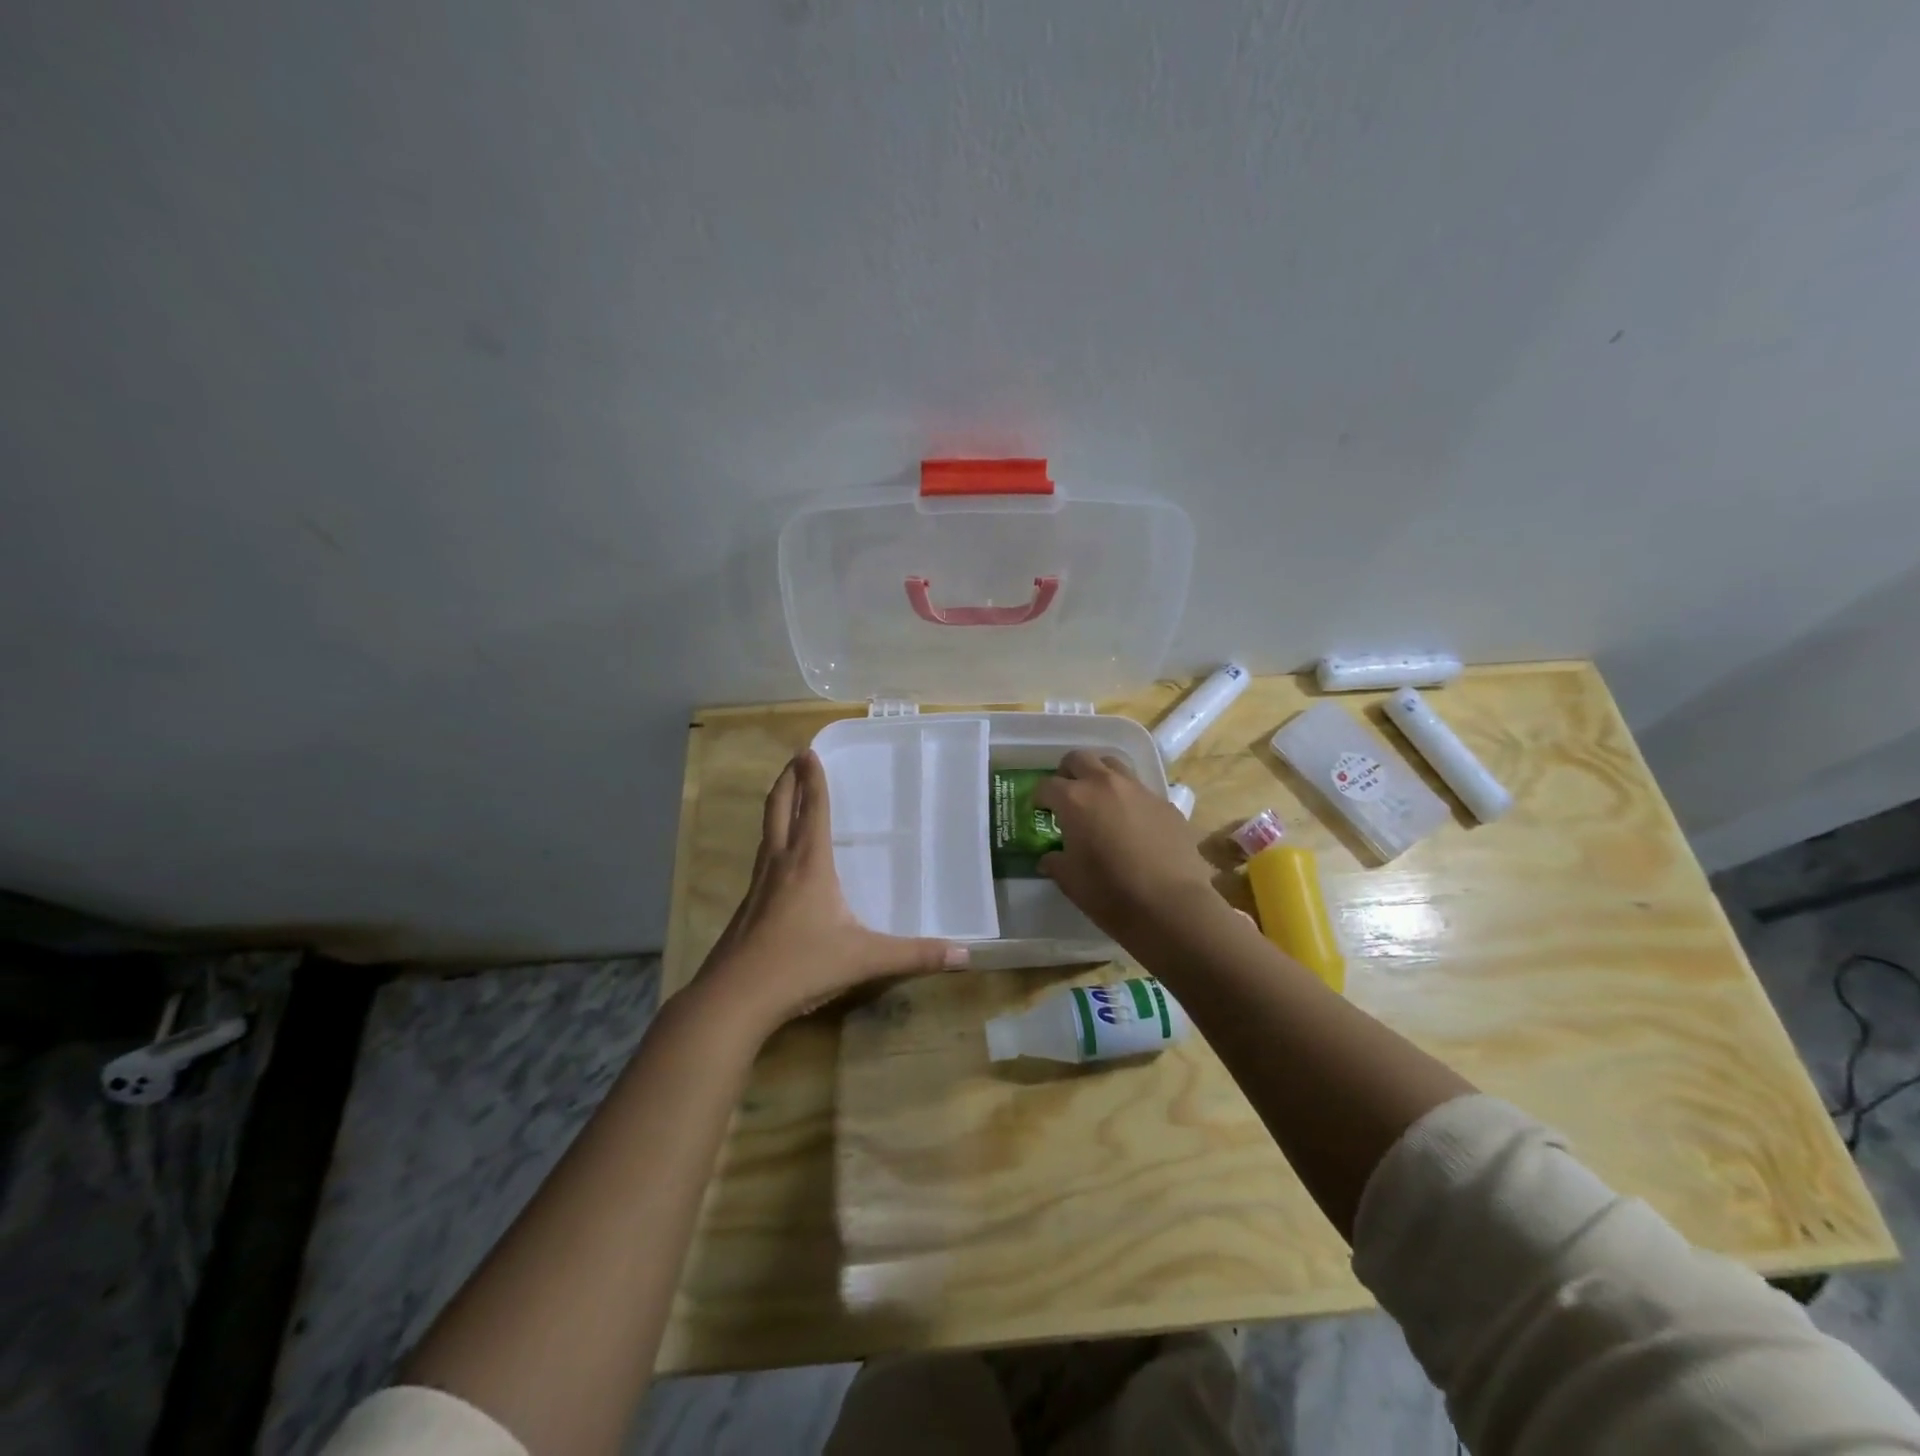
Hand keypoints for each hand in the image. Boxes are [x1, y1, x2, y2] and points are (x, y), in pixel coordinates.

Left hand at [692, 751, 967, 1035]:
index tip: (809, 751)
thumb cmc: (801, 966)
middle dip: (788, 780)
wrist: (734, 997)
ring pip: (766, 831)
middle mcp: (780, 863)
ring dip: (777, 805)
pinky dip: (772, 838)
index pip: (813, 809)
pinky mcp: (747, 904)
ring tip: (788, 794)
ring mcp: (758, 884)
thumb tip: (965, 953)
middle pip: (779, 809)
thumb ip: (914, 955)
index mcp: (808, 864)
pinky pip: (763, 856)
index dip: (813, 779)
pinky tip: (780, 856)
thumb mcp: (864, 959)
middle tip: (796, 758)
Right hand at [1034, 750, 1222, 941]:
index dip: (1039, 798)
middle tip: (1067, 795)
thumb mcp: (1070, 881)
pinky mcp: (1166, 803)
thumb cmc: (1110, 893)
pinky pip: (1140, 790)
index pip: (1047, 785)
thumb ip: (1055, 862)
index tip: (1040, 811)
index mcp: (1075, 799)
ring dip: (1100, 776)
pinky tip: (1132, 824)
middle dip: (1068, 773)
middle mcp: (1105, 784)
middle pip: (1080, 759)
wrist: (1170, 905)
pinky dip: (1128, 798)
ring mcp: (1139, 790)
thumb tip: (1050, 858)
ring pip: (1113, 765)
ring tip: (1099, 801)